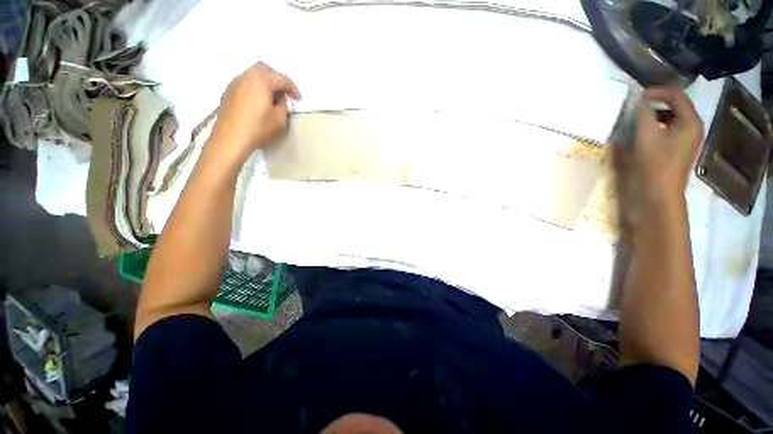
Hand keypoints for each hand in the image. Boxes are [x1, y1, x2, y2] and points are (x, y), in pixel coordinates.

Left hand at [210, 62, 301, 158]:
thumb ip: (283, 106)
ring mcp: (234, 83)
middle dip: (277, 79)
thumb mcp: (280, 120)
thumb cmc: (258, 128)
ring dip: (264, 83)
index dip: (293, 88)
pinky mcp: (228, 92)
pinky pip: (244, 84)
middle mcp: (246, 77)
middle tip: (284, 93)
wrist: (231, 138)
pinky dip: (254, 89)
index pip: (282, 79)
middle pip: (264, 69)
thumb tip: (280, 99)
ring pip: (252, 75)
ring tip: (271, 99)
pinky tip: (257, 103)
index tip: (298, 98)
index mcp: (261, 81)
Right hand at [632, 87, 702, 201]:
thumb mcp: (646, 136)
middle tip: (634, 107)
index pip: (676, 94)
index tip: (636, 97)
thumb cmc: (654, 164)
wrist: (658, 194)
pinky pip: (667, 130)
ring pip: (670, 118)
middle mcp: (692, 127)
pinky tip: (641, 134)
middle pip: (674, 105)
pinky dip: (654, 127)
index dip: (656, 92)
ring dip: (653, 115)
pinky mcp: (677, 149)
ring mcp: (686, 140)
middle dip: (654, 103)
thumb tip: (637, 98)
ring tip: (636, 120)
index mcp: (690, 121)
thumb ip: (642, 113)